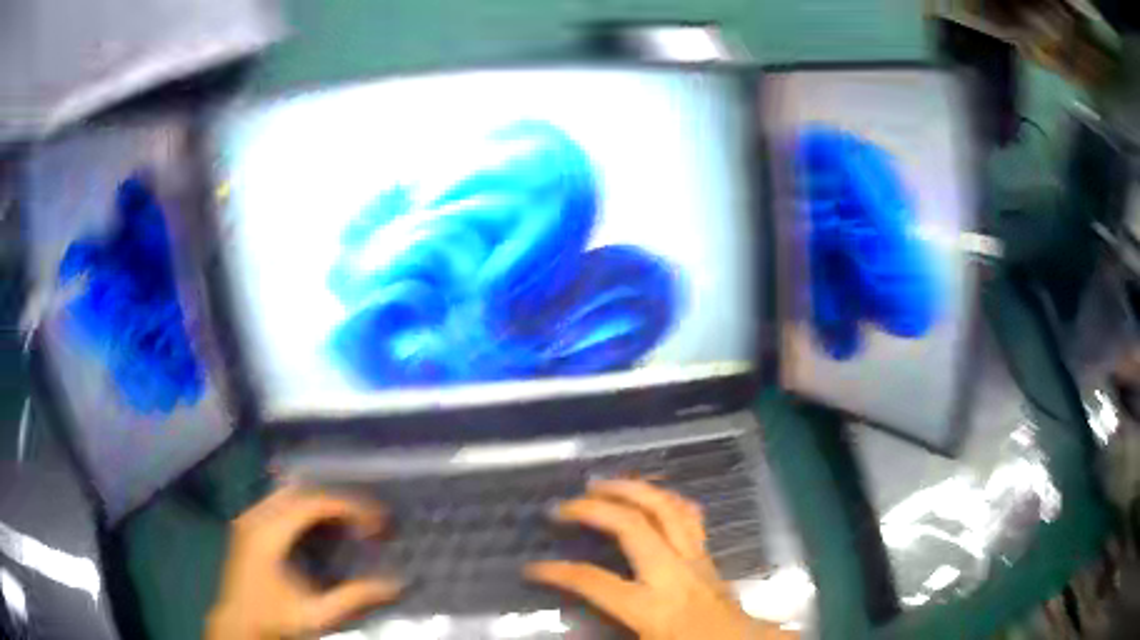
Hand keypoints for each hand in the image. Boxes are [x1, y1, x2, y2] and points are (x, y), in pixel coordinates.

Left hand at [206, 487, 400, 639]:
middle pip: (300, 491)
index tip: (375, 520)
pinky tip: (317, 527)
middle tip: (364, 518)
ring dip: (318, 503)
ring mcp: (247, 518)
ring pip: (287, 493)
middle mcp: (255, 516)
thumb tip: (394, 584)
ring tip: (346, 521)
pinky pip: (277, 502)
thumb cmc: (275, 619)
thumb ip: (354, 597)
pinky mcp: (245, 526)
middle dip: (335, 500)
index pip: (313, 502)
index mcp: (269, 533)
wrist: (237, 625)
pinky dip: (302, 508)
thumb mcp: (317, 613)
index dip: (347, 506)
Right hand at [525, 480, 792, 638]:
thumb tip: (568, 631)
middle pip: (633, 526)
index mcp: (651, 606)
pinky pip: (687, 514)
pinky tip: (649, 494)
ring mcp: (694, 557)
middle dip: (594, 509)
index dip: (558, 572)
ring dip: (631, 490)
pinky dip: (665, 497)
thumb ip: (604, 634)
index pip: (594, 581)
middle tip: (565, 504)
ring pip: (666, 509)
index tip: (532, 567)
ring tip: (602, 484)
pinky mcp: (706, 553)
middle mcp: (673, 573)